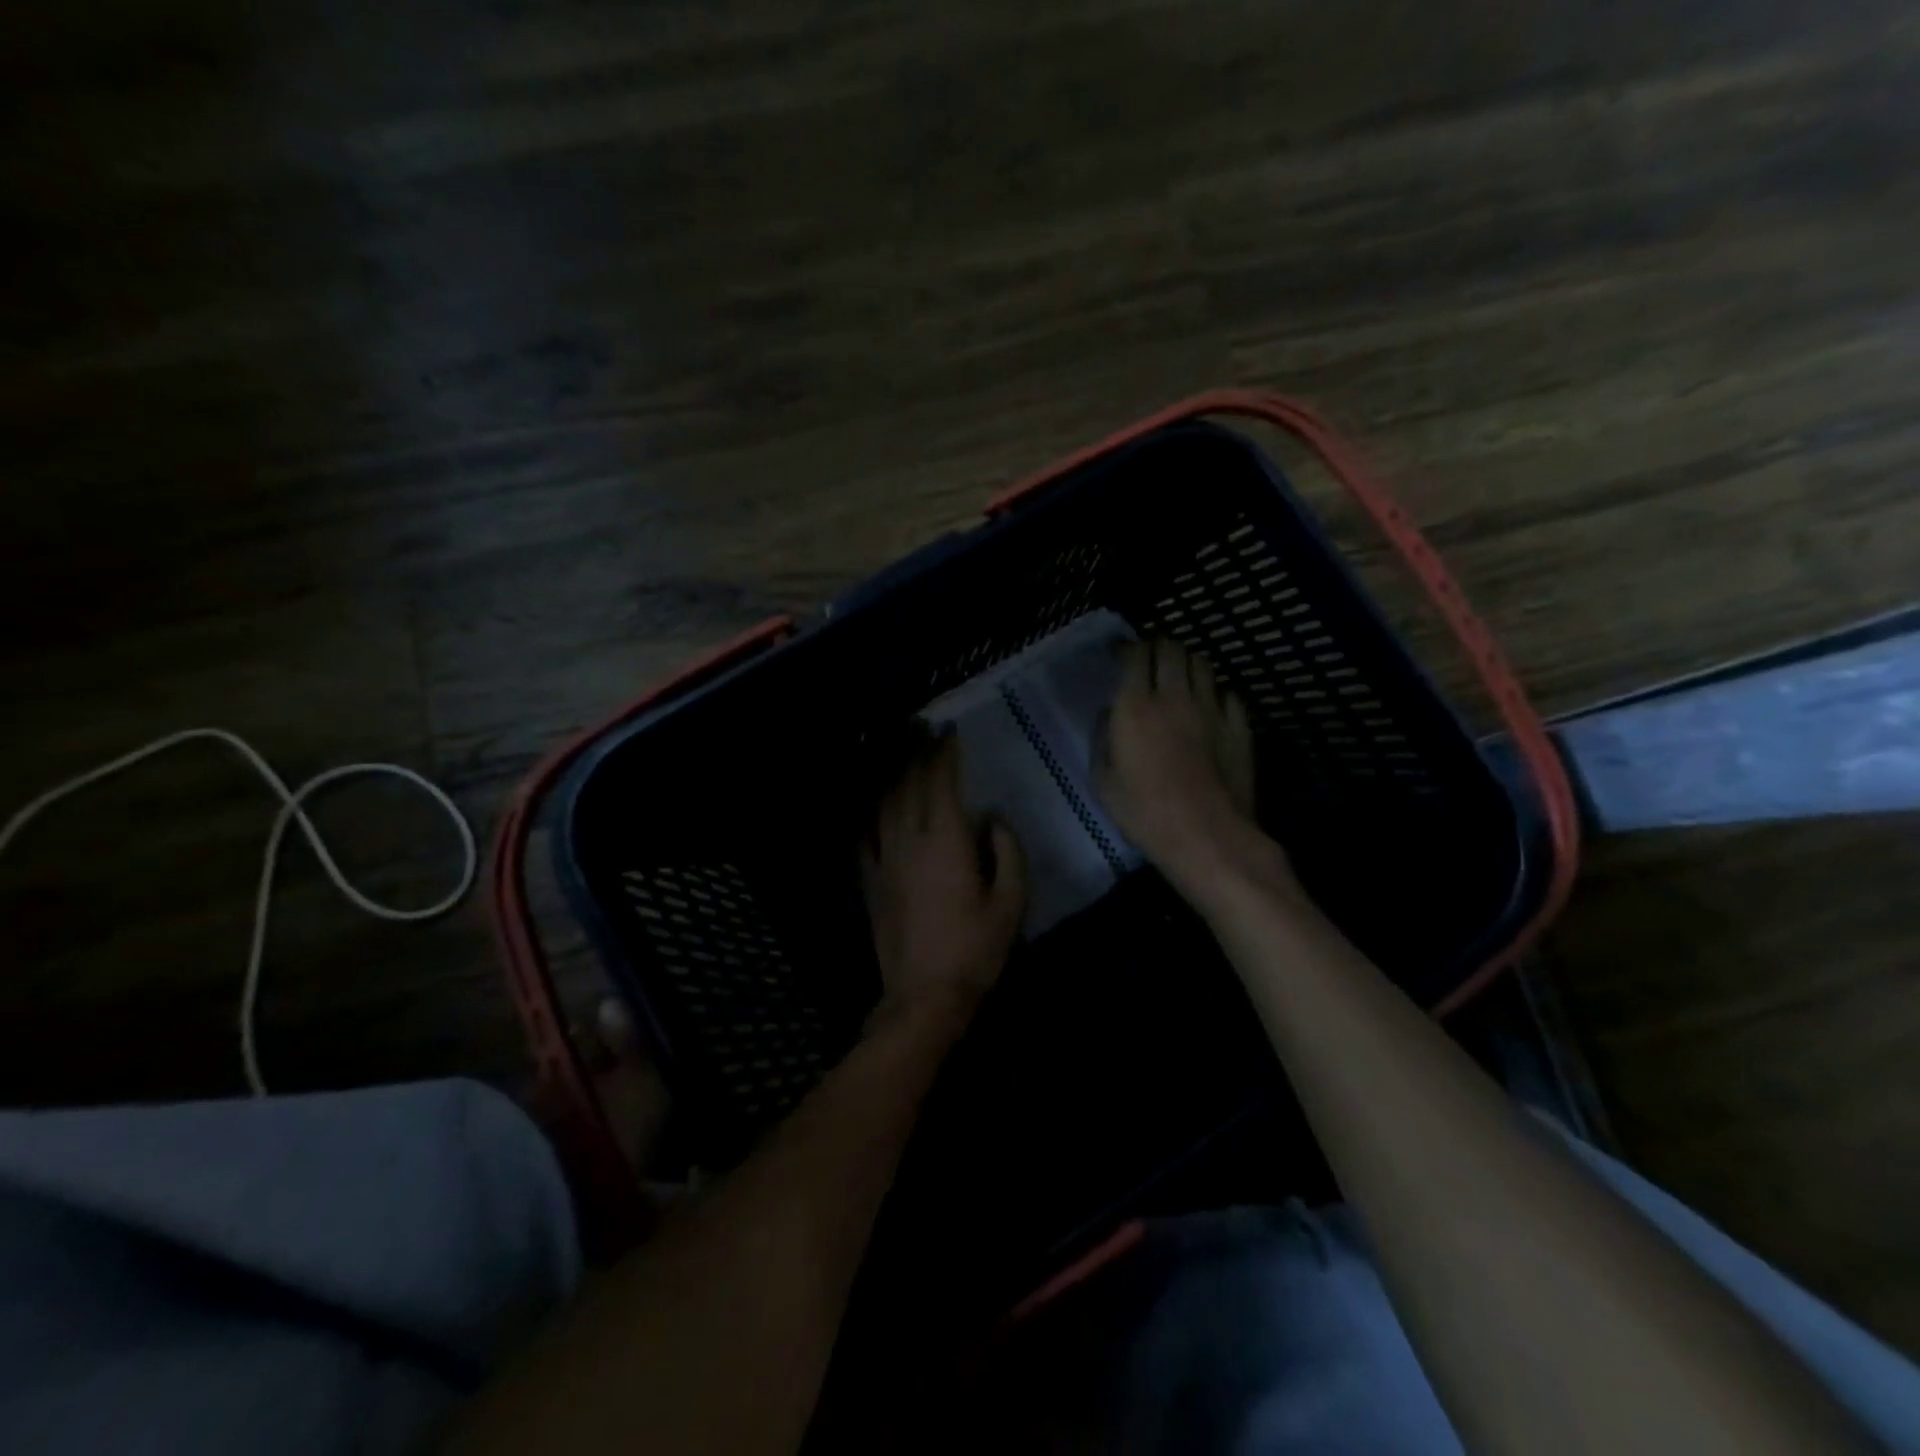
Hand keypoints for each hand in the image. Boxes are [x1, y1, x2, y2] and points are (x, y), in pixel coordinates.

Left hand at [861, 731, 1026, 1029]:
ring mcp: (884, 859)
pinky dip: (869, 812)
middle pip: (909, 783)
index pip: (941, 782)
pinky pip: (865, 835)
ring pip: (884, 802)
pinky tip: (872, 804)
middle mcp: (909, 839)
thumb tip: (993, 819)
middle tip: (922, 726)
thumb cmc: (974, 949)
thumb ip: (1008, 853)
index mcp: (945, 840)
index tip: (948, 730)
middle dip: (916, 751)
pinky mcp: (870, 880)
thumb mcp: (1011, 903)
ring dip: (892, 772)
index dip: (944, 752)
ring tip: (899, 750)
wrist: (923, 995)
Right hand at [1096, 638, 1292, 897]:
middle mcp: (1175, 697)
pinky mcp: (1239, 726)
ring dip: (1187, 662)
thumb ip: (1102, 739)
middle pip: (1172, 649)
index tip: (1120, 653)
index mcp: (1136, 707)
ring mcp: (1212, 709)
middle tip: (1151, 656)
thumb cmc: (1145, 813)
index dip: (1128, 648)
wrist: (1207, 836)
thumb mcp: (1103, 781)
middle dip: (1159, 645)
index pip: (1136, 655)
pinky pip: (1229, 694)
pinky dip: (1216, 691)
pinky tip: (1210, 703)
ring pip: (1203, 664)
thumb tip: (1109, 714)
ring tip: (1180, 673)